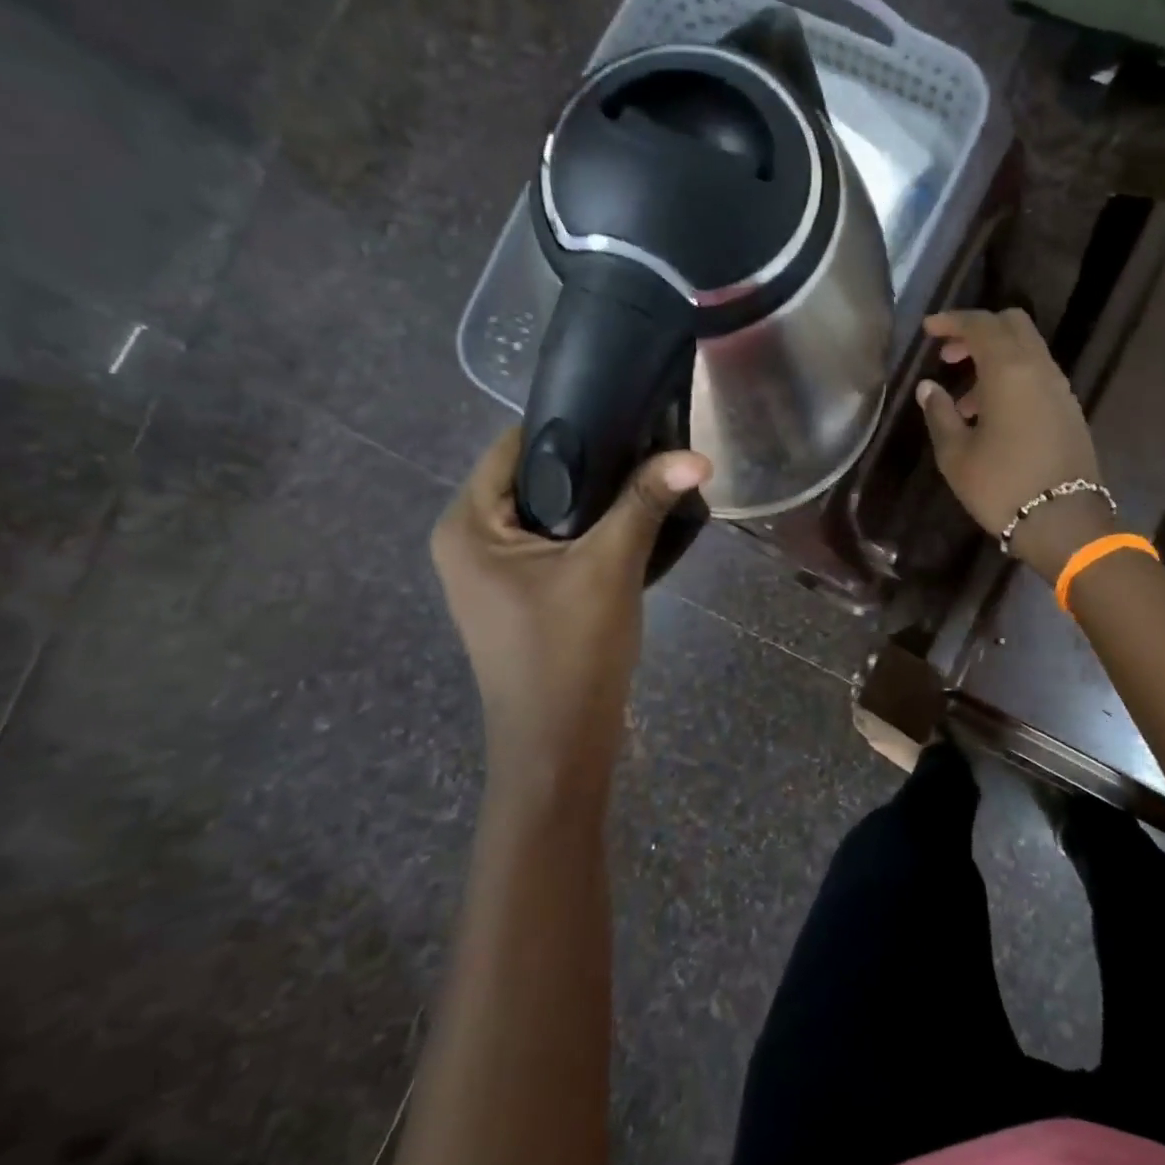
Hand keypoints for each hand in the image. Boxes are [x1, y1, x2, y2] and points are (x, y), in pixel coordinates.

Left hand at [431, 428, 710, 795]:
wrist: (559, 748)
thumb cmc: (569, 652)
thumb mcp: (609, 567)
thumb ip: (646, 502)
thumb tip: (698, 456)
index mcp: (466, 525)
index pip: (513, 446)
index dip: (570, 425)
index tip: (626, 416)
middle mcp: (466, 542)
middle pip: (531, 478)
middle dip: (589, 466)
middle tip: (647, 450)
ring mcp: (489, 574)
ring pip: (546, 514)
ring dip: (593, 502)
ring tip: (646, 483)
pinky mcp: (516, 597)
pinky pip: (551, 545)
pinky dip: (586, 534)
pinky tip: (629, 527)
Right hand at [916, 309, 1112, 581]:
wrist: (1063, 523)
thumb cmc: (1001, 486)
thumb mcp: (955, 455)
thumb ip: (939, 413)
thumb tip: (929, 387)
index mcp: (1008, 371)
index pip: (980, 325)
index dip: (952, 321)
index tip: (928, 329)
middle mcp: (1039, 369)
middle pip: (1012, 325)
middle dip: (978, 331)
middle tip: (948, 356)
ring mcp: (1059, 389)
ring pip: (1026, 351)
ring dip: (994, 359)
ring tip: (964, 401)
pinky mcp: (1069, 410)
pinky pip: (1037, 376)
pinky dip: (1012, 378)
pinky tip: (992, 415)